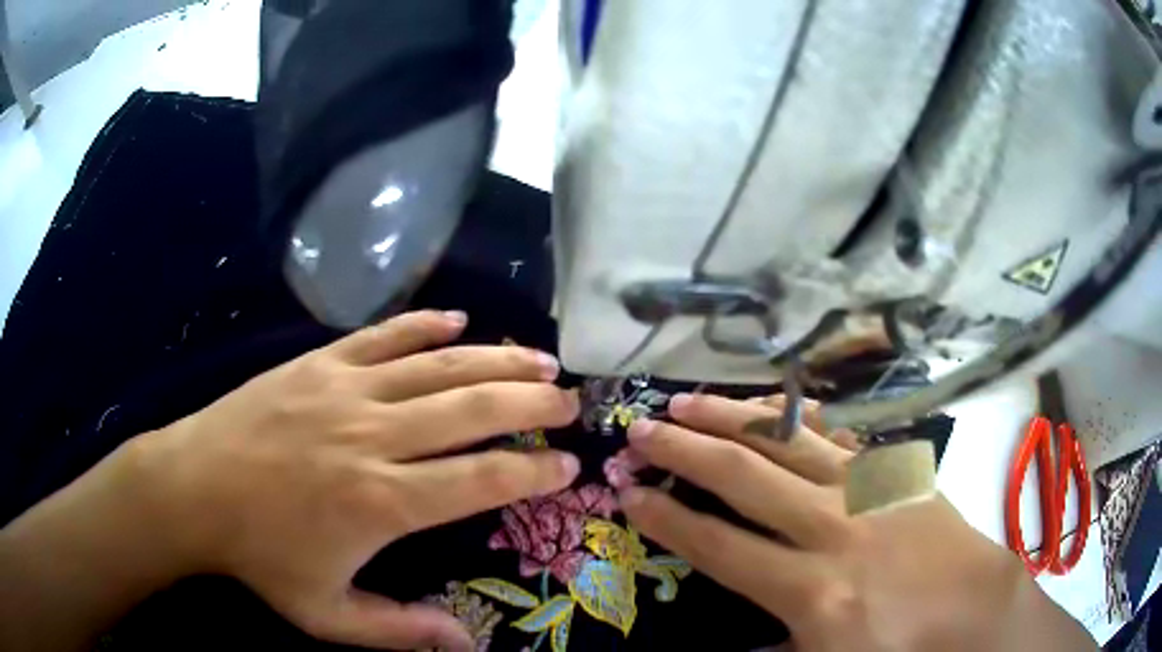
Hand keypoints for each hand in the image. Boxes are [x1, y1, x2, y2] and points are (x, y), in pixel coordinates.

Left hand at [130, 310, 580, 650]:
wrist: (194, 488)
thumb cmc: (260, 556)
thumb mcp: (327, 615)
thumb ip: (399, 630)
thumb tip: (467, 641)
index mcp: (380, 501)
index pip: (480, 478)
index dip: (532, 469)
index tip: (568, 465)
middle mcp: (373, 435)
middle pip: (471, 408)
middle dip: (531, 402)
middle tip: (569, 400)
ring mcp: (345, 389)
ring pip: (438, 365)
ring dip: (497, 358)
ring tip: (540, 358)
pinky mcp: (319, 362)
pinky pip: (384, 335)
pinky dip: (426, 324)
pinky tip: (460, 320)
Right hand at [616, 394, 1093, 651]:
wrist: (975, 608)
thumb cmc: (901, 647)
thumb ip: (775, 650)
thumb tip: (735, 641)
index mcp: (813, 591)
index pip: (721, 548)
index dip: (669, 520)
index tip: (632, 495)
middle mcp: (834, 530)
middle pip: (745, 477)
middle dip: (684, 451)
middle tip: (640, 429)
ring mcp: (869, 490)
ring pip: (788, 439)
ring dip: (732, 417)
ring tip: (687, 399)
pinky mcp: (895, 471)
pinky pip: (839, 432)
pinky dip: (800, 414)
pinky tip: (774, 402)